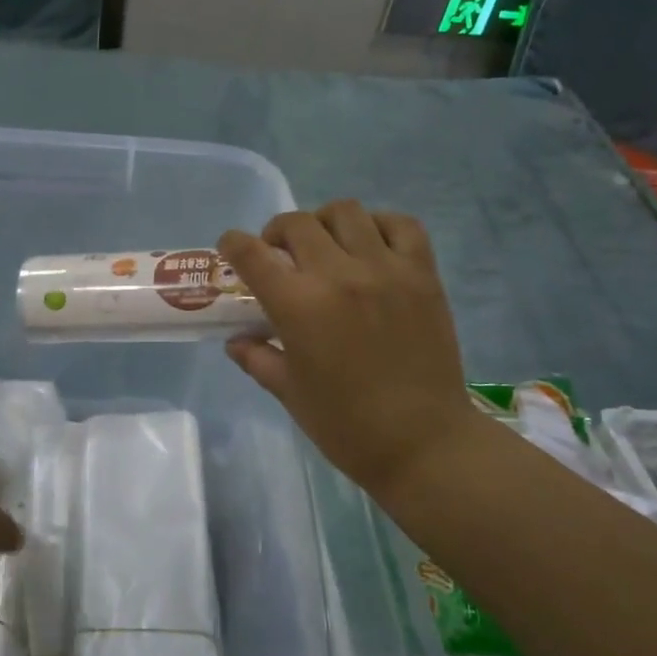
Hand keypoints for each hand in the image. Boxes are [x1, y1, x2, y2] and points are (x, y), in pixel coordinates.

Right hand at [220, 202, 481, 497]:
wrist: (424, 443)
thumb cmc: (347, 426)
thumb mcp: (289, 393)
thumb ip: (258, 357)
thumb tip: (236, 340)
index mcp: (299, 306)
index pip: (252, 253)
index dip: (233, 243)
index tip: (231, 247)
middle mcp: (339, 275)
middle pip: (297, 223)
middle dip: (277, 233)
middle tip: (280, 254)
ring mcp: (386, 269)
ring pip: (347, 212)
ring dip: (324, 222)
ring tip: (326, 245)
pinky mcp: (423, 274)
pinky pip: (402, 224)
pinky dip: (380, 224)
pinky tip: (371, 245)